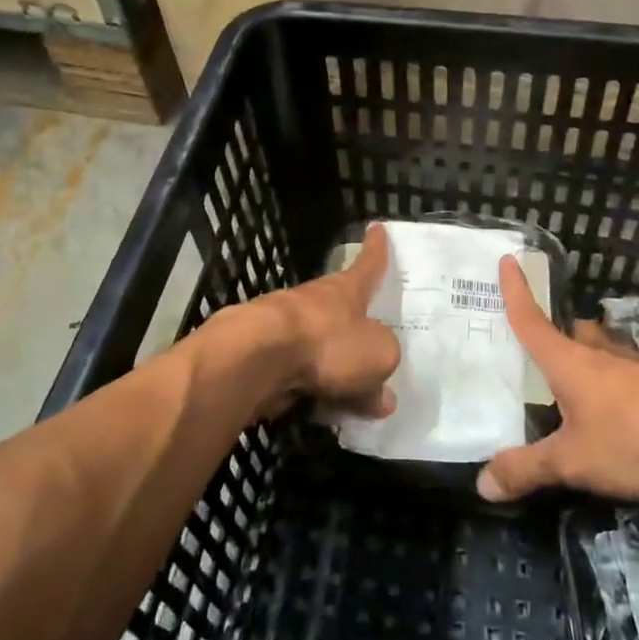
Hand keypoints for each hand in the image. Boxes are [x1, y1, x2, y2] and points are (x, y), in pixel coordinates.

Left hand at [247, 223, 400, 420]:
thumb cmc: (326, 342)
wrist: (256, 358)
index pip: (367, 265)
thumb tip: (381, 396)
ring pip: (318, 347)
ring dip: (332, 367)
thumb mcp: (377, 355)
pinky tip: (319, 411)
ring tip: (350, 396)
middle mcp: (314, 302)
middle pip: (341, 312)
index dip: (376, 249)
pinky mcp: (262, 359)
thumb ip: (383, 369)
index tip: (377, 228)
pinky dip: (310, 390)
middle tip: (371, 348)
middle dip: (354, 328)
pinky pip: (298, 375)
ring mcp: (283, 329)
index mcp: (345, 291)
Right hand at [477, 257, 638, 500]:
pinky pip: (627, 375)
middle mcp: (600, 353)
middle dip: (556, 337)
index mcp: (569, 361)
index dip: (515, 291)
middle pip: (571, 334)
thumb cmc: (634, 437)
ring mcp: (636, 365)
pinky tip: (618, 413)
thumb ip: (528, 470)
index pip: (532, 319)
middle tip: (539, 354)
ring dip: (588, 360)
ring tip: (575, 388)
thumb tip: (482, 484)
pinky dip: (614, 385)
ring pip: (602, 351)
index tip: (508, 259)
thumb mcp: (572, 462)